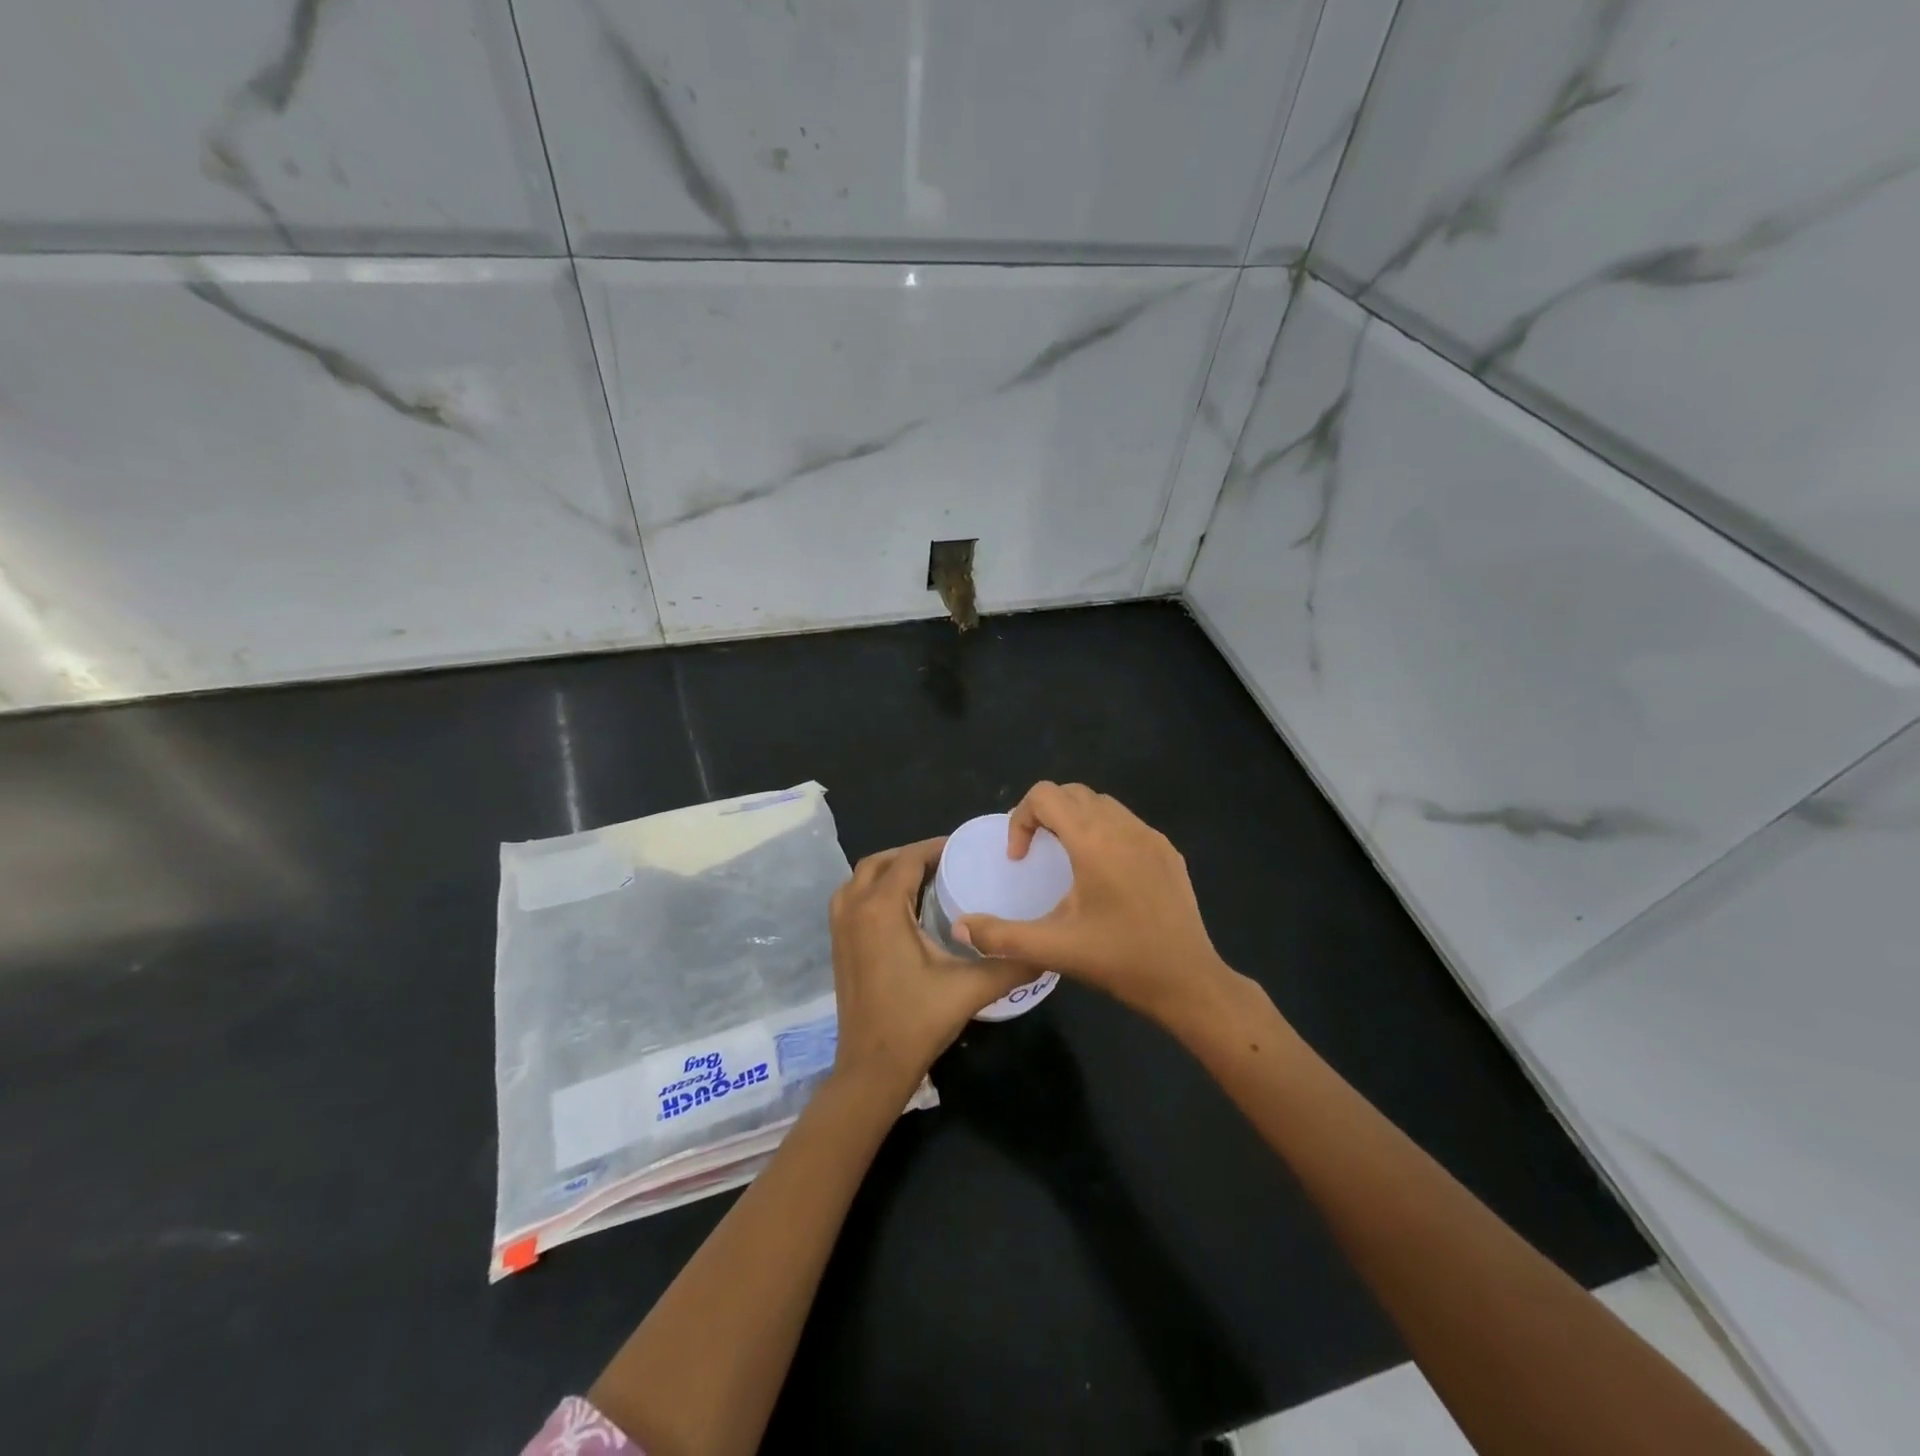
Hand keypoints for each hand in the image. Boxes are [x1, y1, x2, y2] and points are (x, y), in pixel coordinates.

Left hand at [828, 838, 1034, 1094]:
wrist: (871, 1068)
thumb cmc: (917, 1022)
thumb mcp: (970, 989)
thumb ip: (1011, 964)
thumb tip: (1048, 950)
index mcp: (882, 908)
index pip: (908, 859)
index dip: (936, 847)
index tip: (965, 849)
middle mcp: (854, 908)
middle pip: (880, 861)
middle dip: (912, 855)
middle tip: (948, 863)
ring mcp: (840, 926)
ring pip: (861, 878)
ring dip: (890, 870)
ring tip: (926, 879)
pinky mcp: (837, 944)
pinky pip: (852, 898)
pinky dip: (873, 889)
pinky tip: (902, 909)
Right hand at [955, 783, 1232, 1023]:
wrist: (1188, 981)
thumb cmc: (1119, 961)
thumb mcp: (1054, 949)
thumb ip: (1001, 936)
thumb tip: (960, 928)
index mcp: (1093, 841)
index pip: (1045, 795)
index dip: (1021, 818)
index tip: (1020, 858)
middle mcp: (1123, 827)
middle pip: (1072, 793)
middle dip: (1045, 814)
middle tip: (1036, 852)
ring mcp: (1150, 836)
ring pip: (1102, 803)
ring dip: (1076, 819)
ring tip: (1067, 859)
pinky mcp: (1168, 851)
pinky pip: (1127, 822)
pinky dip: (1105, 831)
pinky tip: (1105, 874)